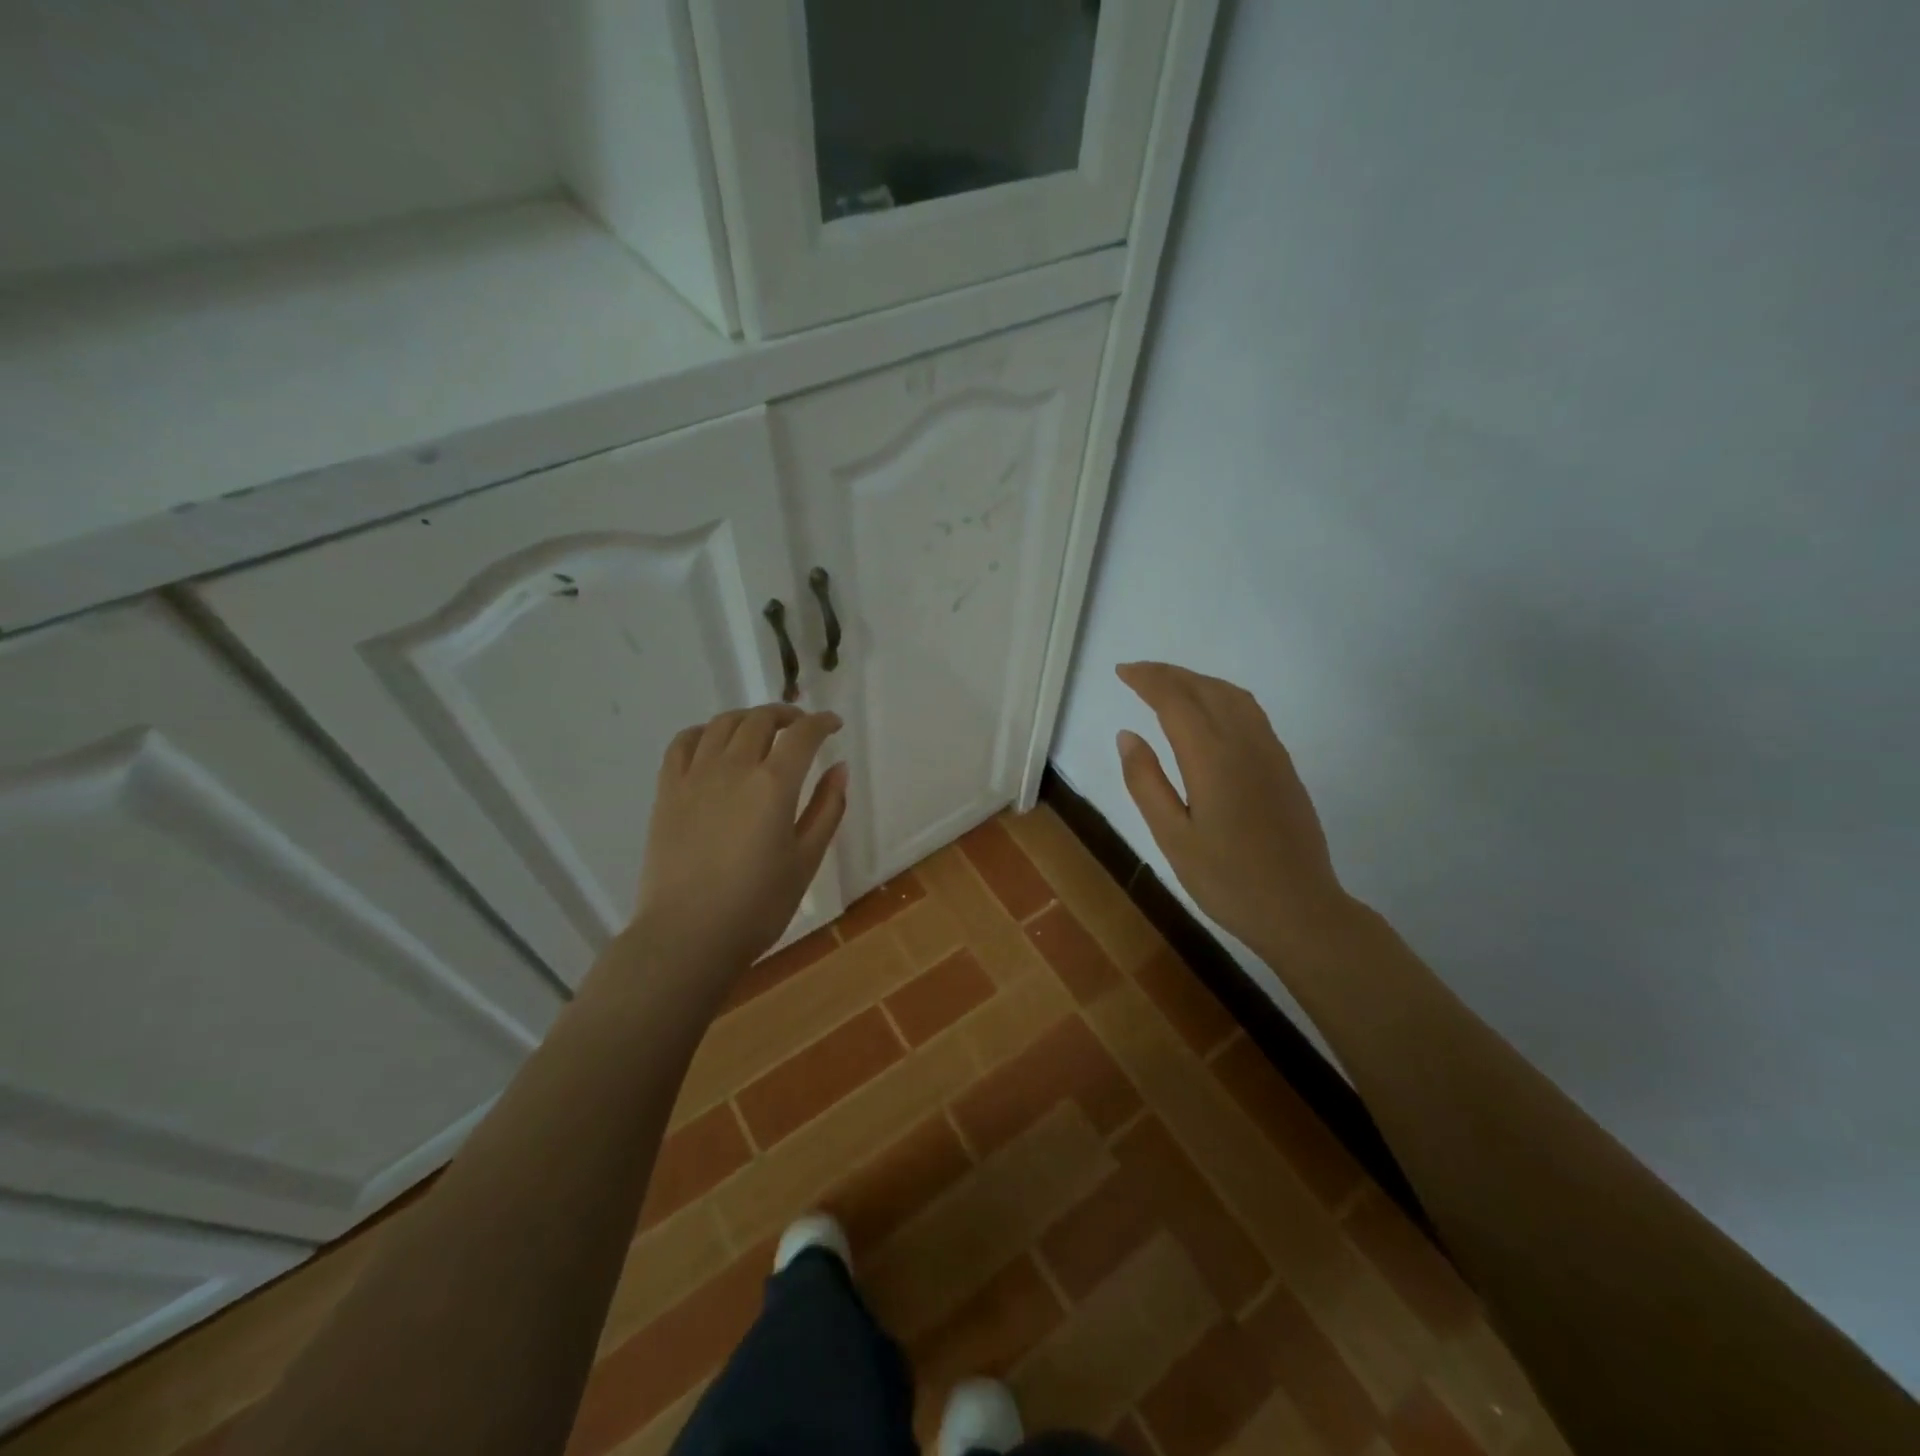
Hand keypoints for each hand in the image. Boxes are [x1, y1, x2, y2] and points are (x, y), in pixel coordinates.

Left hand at [627, 704, 847, 982]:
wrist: (688, 935)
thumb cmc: (758, 905)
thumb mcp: (806, 860)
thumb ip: (827, 809)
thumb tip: (839, 768)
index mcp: (774, 783)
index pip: (802, 734)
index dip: (822, 722)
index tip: (834, 724)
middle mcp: (734, 767)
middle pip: (760, 720)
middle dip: (786, 715)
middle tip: (801, 726)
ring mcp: (695, 776)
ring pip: (722, 724)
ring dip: (748, 718)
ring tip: (761, 730)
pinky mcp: (667, 790)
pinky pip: (683, 743)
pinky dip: (703, 731)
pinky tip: (713, 743)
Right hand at [1115, 662, 1353, 964]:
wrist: (1300, 909)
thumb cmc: (1227, 880)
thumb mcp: (1172, 837)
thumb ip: (1146, 782)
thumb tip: (1127, 735)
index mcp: (1212, 758)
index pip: (1175, 700)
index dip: (1147, 680)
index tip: (1122, 671)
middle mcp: (1245, 743)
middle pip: (1205, 689)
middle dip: (1169, 674)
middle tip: (1137, 672)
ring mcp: (1270, 752)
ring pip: (1232, 696)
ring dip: (1197, 681)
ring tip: (1169, 685)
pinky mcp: (1283, 766)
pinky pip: (1251, 712)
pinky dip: (1221, 696)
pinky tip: (1210, 711)